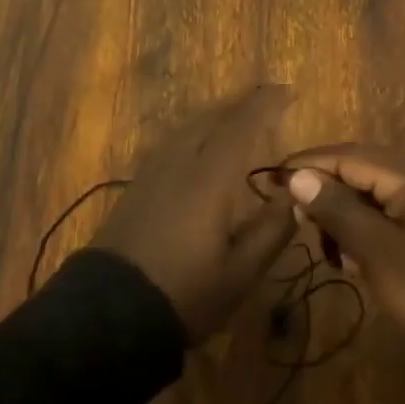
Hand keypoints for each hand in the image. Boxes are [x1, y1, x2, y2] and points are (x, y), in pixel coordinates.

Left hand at [93, 86, 297, 341]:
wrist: (109, 313)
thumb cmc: (184, 294)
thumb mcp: (240, 273)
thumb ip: (271, 231)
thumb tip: (295, 197)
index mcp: (208, 179)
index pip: (241, 126)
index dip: (265, 105)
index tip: (288, 90)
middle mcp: (179, 163)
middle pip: (211, 119)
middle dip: (240, 104)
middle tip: (267, 99)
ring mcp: (153, 173)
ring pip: (187, 128)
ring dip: (216, 115)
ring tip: (237, 115)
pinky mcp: (137, 187)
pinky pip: (172, 142)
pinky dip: (195, 132)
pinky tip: (199, 144)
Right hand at [283, 145, 404, 340]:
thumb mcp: (375, 248)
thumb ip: (335, 208)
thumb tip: (297, 176)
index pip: (346, 156)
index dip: (307, 166)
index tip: (272, 181)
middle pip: (358, 170)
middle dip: (325, 193)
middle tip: (299, 222)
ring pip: (372, 193)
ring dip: (345, 216)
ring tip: (331, 250)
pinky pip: (389, 212)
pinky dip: (367, 229)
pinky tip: (355, 259)